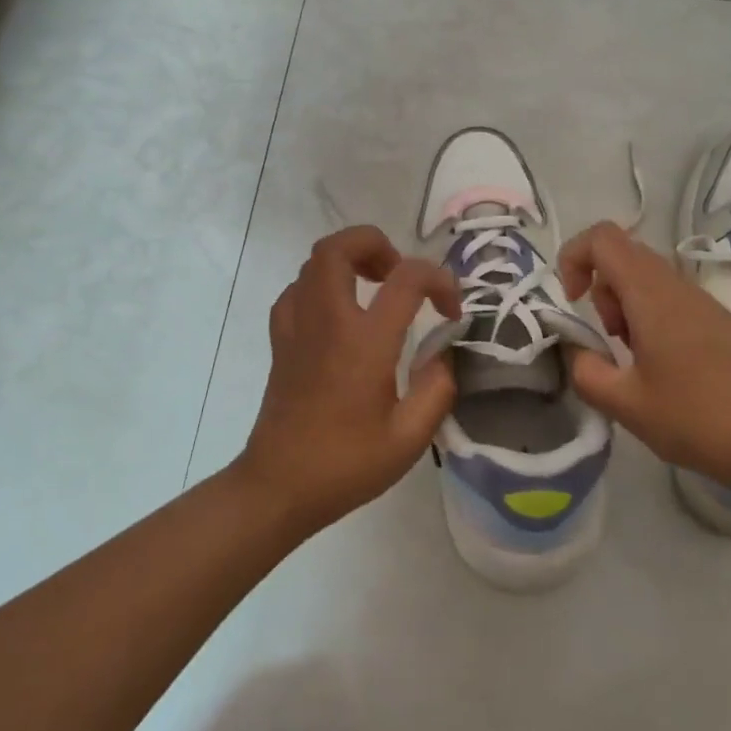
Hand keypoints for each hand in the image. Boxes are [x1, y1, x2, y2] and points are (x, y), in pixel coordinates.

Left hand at [238, 225, 460, 534]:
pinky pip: (297, 289)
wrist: (279, 486)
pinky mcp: (280, 339)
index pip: (407, 279)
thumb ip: (437, 389)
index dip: (439, 281)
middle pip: (339, 246)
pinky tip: (338, 313)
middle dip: (375, 244)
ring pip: (314, 262)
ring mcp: (296, 325)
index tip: (451, 310)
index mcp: (364, 341)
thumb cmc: (345, 464)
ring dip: (348, 260)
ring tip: (374, 288)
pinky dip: (321, 285)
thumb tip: (441, 354)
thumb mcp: (409, 439)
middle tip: (398, 274)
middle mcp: (327, 320)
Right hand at [556, 221, 730, 502]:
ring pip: (650, 282)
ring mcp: (706, 303)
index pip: (602, 237)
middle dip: (601, 292)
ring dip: (628, 311)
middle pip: (624, 257)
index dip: (574, 257)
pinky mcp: (724, 324)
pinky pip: (674, 303)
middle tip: (610, 340)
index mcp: (651, 294)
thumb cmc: (702, 417)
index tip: (572, 302)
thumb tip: (579, 353)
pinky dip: (654, 324)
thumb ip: (588, 373)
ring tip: (637, 363)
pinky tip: (669, 374)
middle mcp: (678, 286)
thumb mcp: (628, 405)